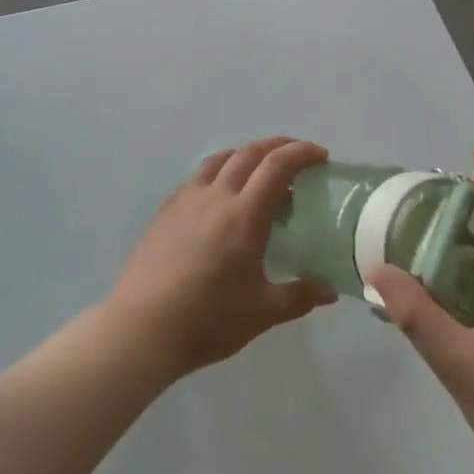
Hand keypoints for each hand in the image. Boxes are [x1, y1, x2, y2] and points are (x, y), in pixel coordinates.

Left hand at [107, 138, 336, 381]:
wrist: (144, 327)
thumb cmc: (209, 319)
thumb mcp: (263, 313)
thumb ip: (300, 296)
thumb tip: (330, 290)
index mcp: (244, 215)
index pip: (277, 167)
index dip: (301, 153)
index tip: (320, 155)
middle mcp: (216, 197)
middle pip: (248, 154)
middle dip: (277, 146)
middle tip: (297, 155)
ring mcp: (186, 201)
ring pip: (219, 160)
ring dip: (245, 154)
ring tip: (259, 169)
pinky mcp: (166, 212)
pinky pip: (198, 177)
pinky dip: (219, 171)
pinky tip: (221, 196)